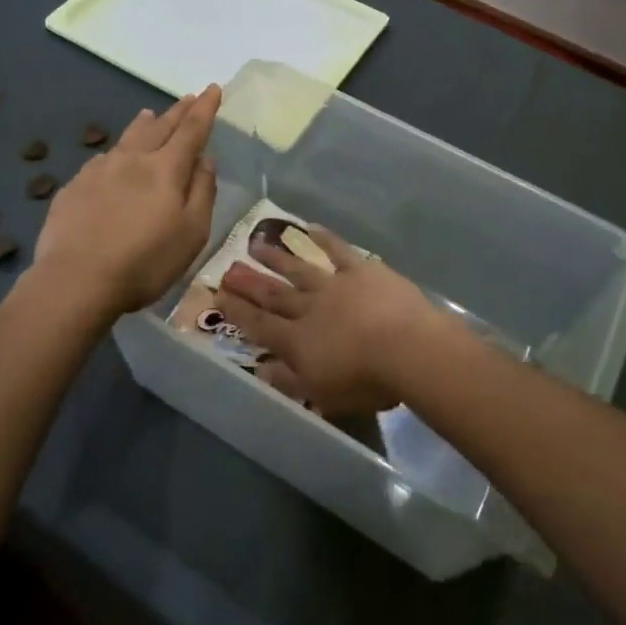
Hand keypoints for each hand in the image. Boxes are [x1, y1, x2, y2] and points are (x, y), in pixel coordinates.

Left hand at [35, 86, 220, 316]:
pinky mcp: (74, 187)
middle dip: (178, 111)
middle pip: (159, 126)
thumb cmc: (144, 261)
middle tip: (189, 97)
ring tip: (150, 114)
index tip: (213, 88)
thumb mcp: (192, 233)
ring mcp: (98, 170)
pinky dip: (117, 152)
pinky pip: (102, 160)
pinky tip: (113, 160)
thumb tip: (206, 159)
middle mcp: (132, 159)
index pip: (191, 130)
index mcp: (165, 169)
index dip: (205, 109)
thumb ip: (202, 192)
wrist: (75, 280)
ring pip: (127, 137)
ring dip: (144, 124)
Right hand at [212, 226, 446, 414]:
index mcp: (298, 342)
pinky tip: (310, 229)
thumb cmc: (367, 381)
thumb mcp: (323, 394)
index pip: (260, 325)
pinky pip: (338, 251)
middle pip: (275, 295)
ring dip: (277, 258)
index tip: (219, 296)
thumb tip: (260, 369)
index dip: (238, 312)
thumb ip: (289, 380)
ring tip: (256, 244)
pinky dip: (324, 239)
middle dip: (250, 283)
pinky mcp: (361, 270)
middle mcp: (309, 308)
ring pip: (299, 269)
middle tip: (228, 268)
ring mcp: (334, 285)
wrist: (407, 347)